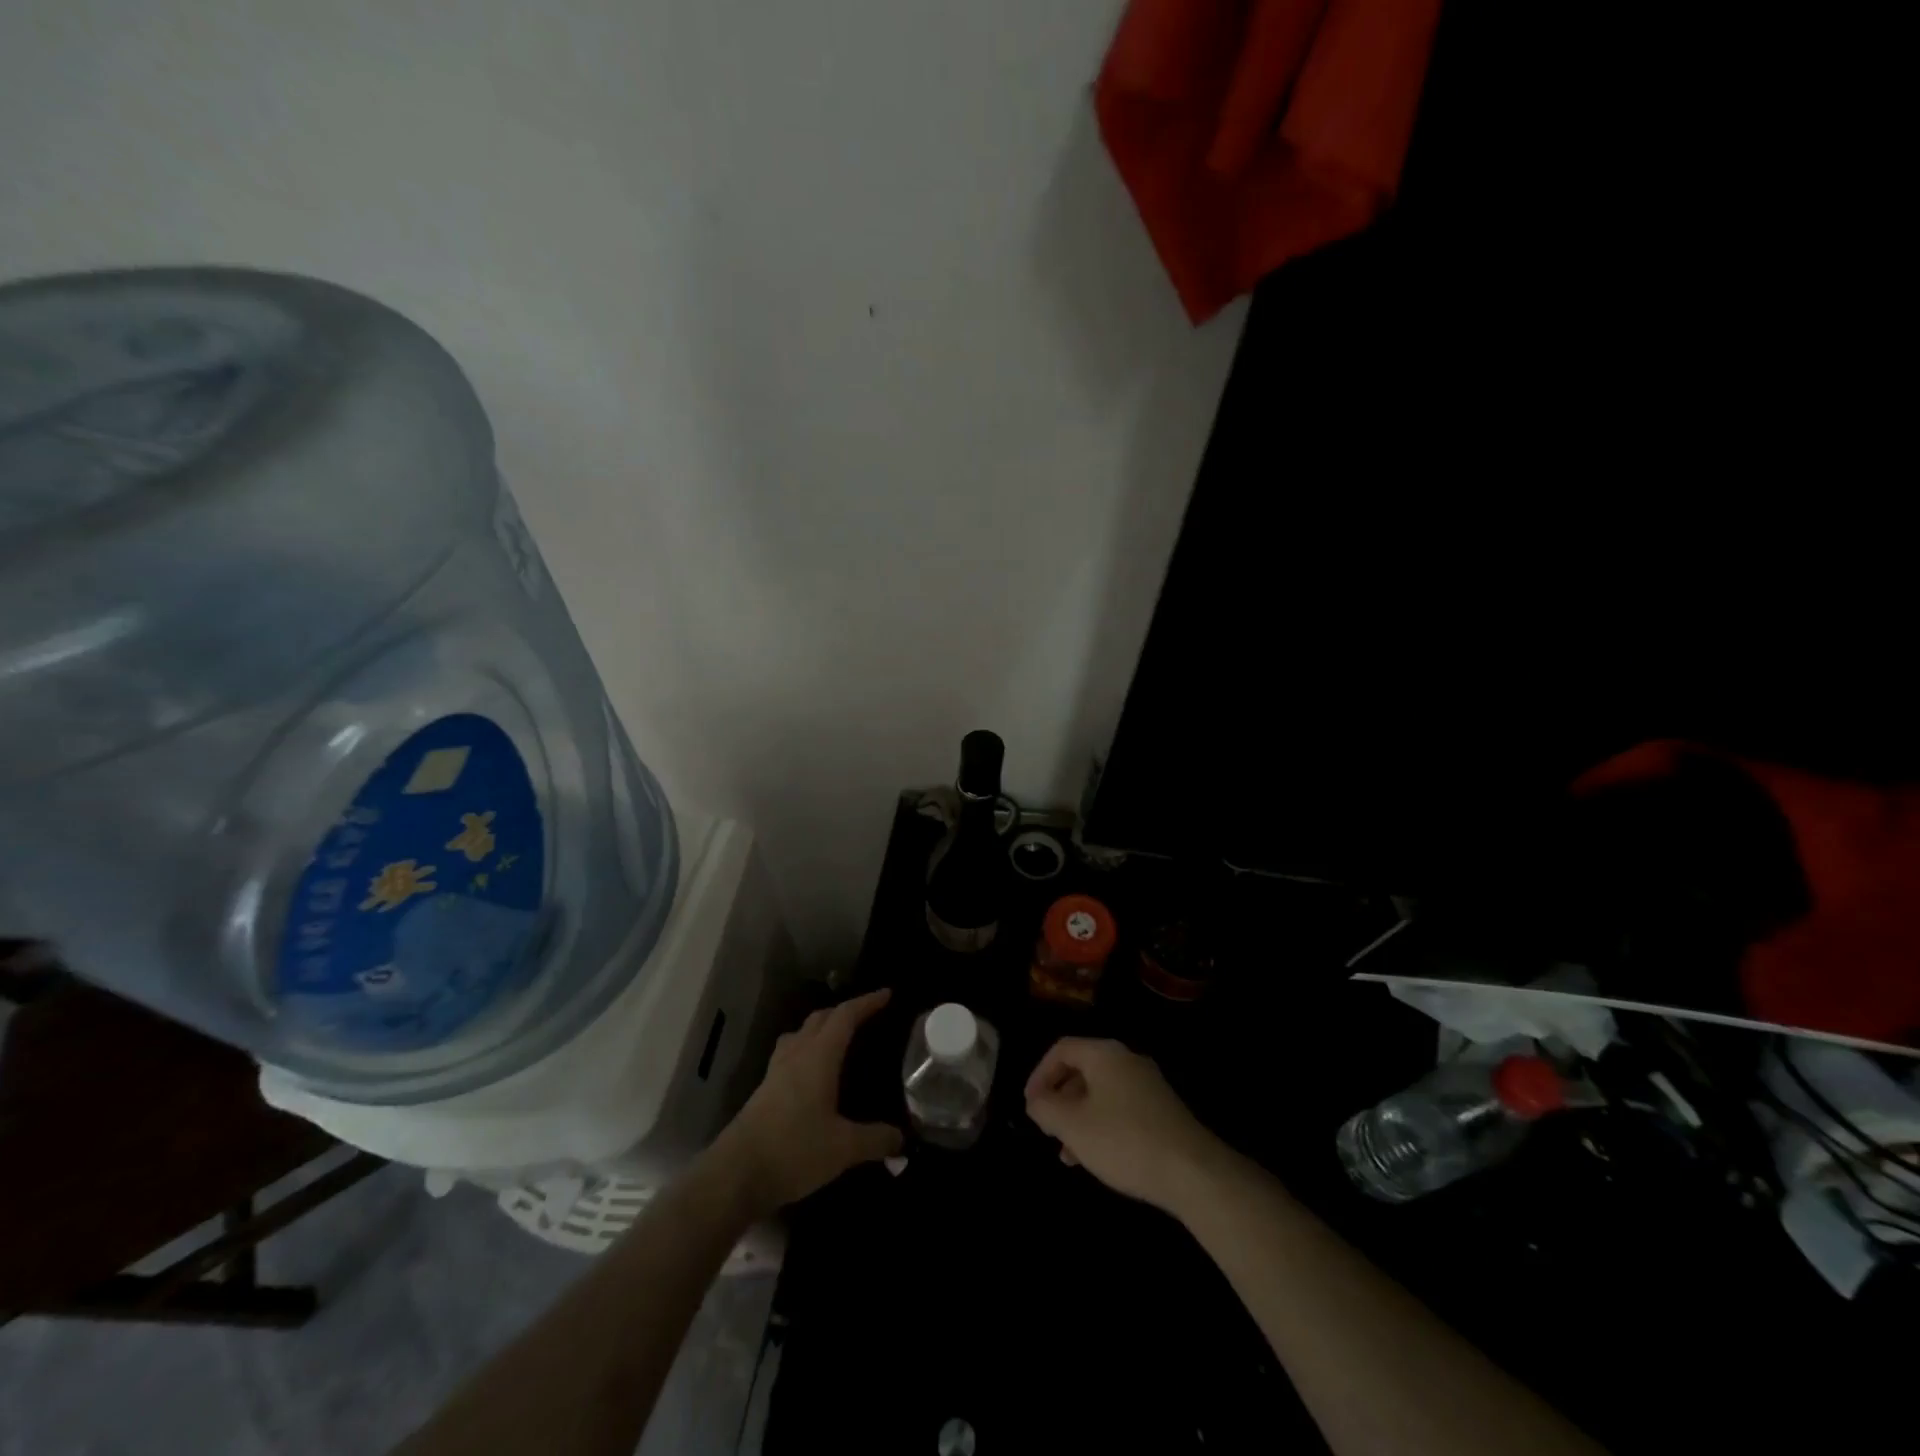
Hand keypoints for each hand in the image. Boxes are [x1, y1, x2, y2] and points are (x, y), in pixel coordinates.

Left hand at [718, 988, 903, 1213]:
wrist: (735, 1175)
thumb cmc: (793, 1150)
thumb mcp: (843, 1148)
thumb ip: (876, 1140)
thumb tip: (902, 1139)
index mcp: (819, 1056)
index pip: (846, 1016)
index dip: (867, 1002)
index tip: (887, 994)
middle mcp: (797, 1054)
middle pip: (821, 1018)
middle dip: (845, 1012)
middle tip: (867, 1017)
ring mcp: (776, 1071)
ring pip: (801, 1034)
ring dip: (821, 1028)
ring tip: (838, 1040)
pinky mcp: (764, 1090)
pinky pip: (790, 1054)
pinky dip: (807, 1050)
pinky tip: (813, 1074)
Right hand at [1025, 1037, 1225, 1214]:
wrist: (1194, 1172)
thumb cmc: (1124, 1141)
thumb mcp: (1073, 1126)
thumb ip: (1045, 1108)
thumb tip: (1036, 1100)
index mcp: (1105, 1054)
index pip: (1062, 1049)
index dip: (1039, 1074)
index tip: (1029, 1104)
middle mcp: (1127, 1060)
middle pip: (1082, 1069)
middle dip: (1059, 1099)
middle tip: (1046, 1127)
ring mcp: (1148, 1085)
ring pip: (1101, 1093)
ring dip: (1078, 1117)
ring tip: (1067, 1153)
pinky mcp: (1162, 1110)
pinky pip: (1120, 1108)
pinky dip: (1101, 1125)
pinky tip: (1097, 1158)